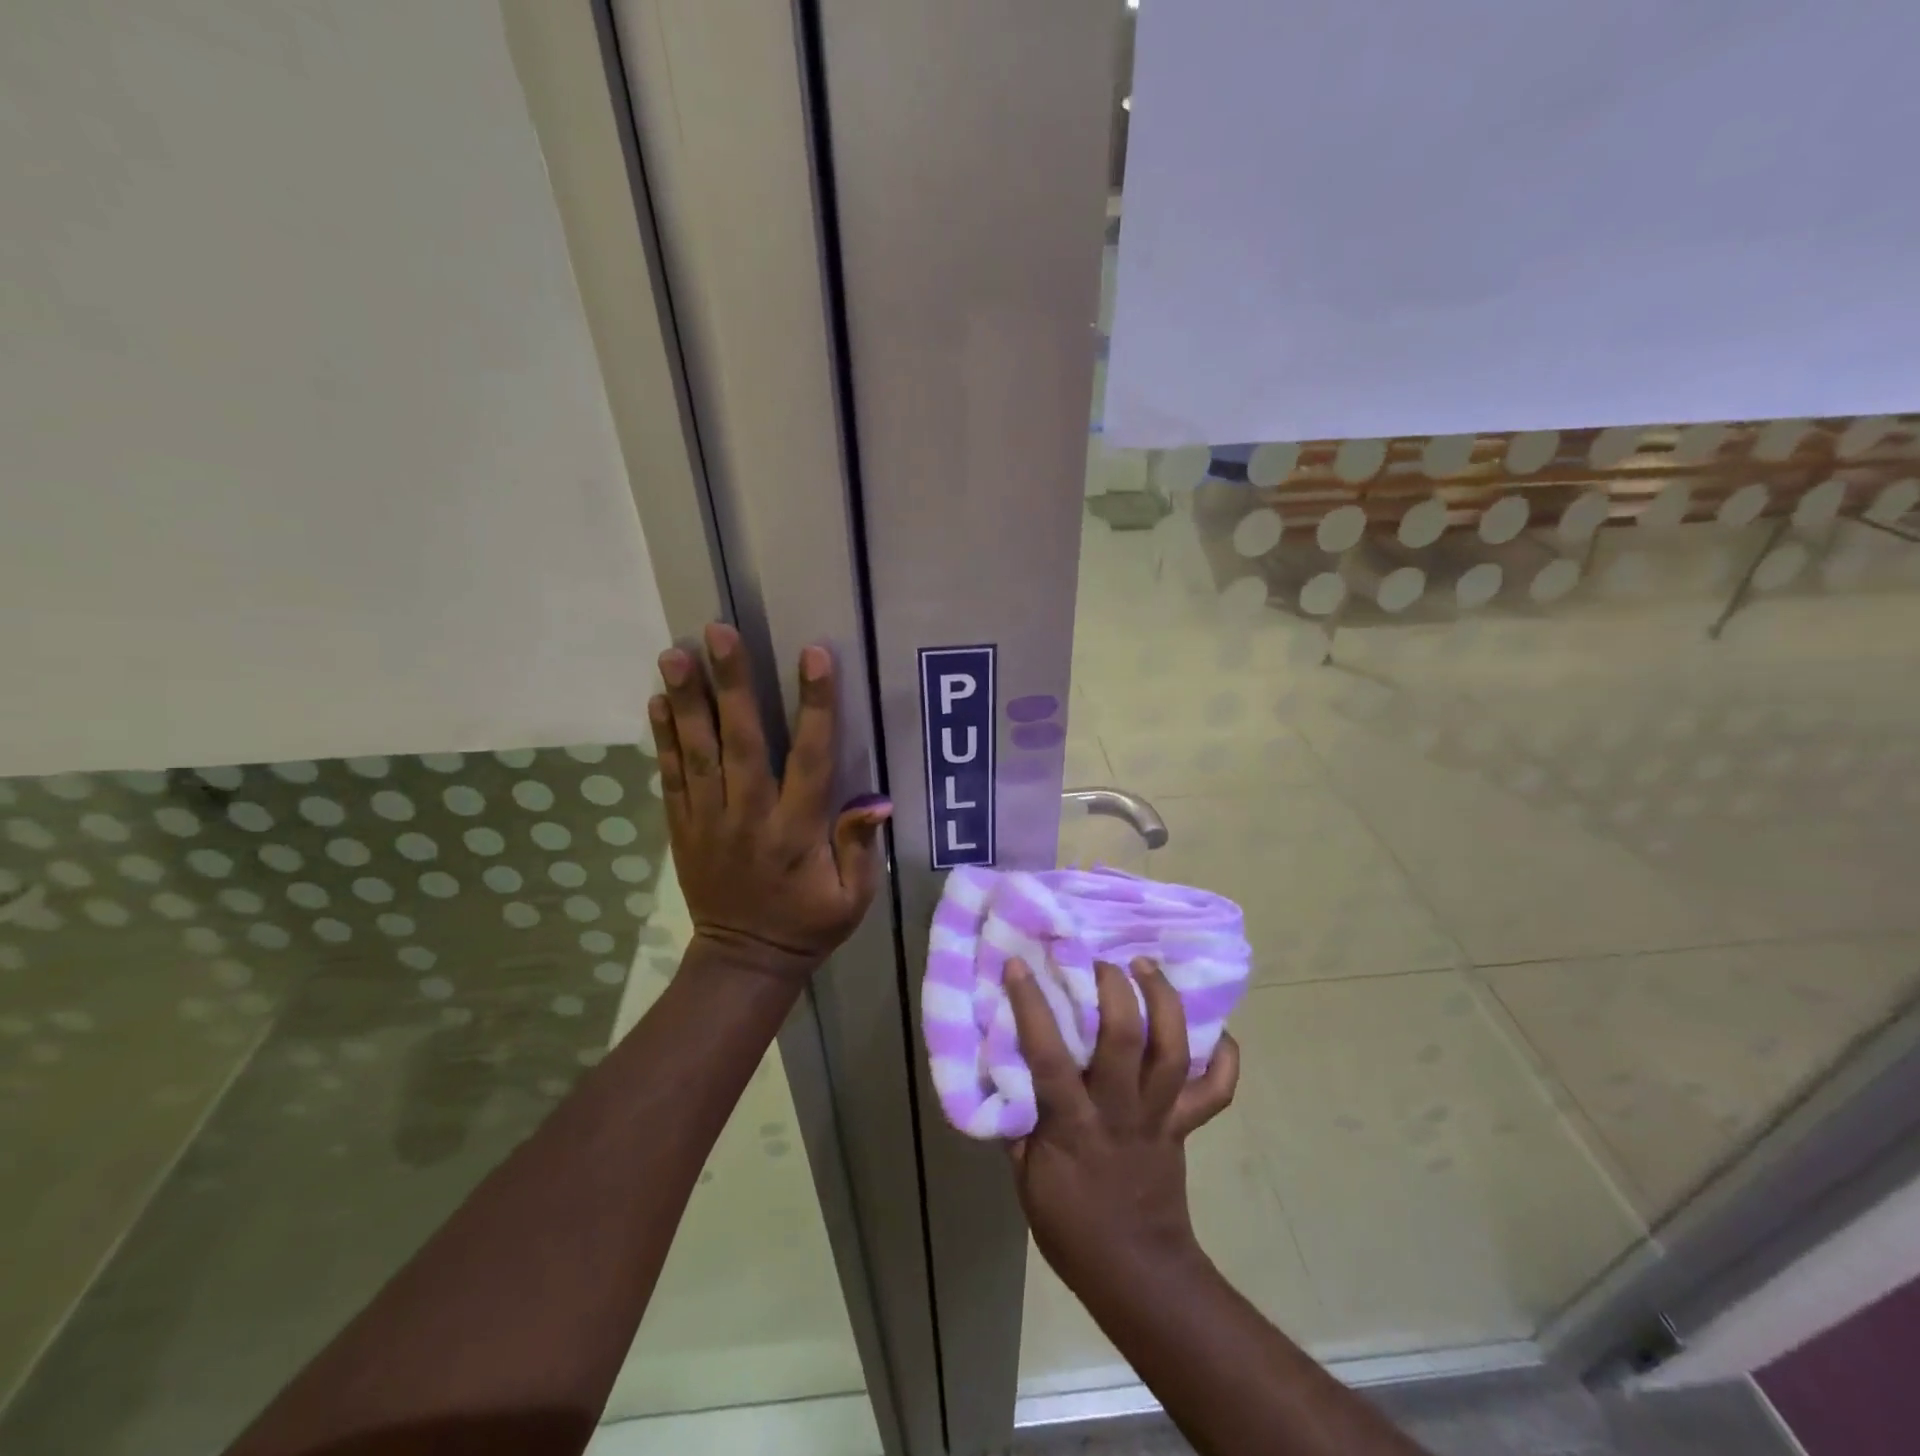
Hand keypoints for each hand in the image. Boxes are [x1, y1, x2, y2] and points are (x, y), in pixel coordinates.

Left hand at [651, 623, 891, 982]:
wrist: (744, 960)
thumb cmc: (809, 923)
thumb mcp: (854, 897)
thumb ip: (859, 848)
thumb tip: (876, 801)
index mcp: (798, 832)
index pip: (810, 759)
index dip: (815, 706)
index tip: (814, 655)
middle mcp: (751, 817)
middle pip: (742, 743)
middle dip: (732, 685)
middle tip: (719, 633)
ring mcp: (710, 822)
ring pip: (699, 753)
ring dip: (688, 701)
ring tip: (676, 653)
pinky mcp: (684, 829)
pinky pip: (672, 779)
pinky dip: (664, 739)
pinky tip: (658, 700)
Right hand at [1004, 956, 1238, 1287]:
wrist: (1137, 1273)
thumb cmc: (1071, 1226)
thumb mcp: (1026, 1177)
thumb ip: (1017, 1120)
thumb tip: (1003, 1068)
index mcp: (1073, 1125)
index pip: (1048, 1056)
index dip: (1032, 1006)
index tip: (1020, 965)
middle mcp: (1120, 1111)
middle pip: (1125, 1040)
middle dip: (1114, 990)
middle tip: (1102, 960)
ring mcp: (1159, 1116)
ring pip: (1172, 1052)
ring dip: (1163, 1002)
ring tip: (1147, 967)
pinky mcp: (1185, 1126)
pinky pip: (1217, 1091)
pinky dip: (1224, 1058)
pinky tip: (1216, 1029)